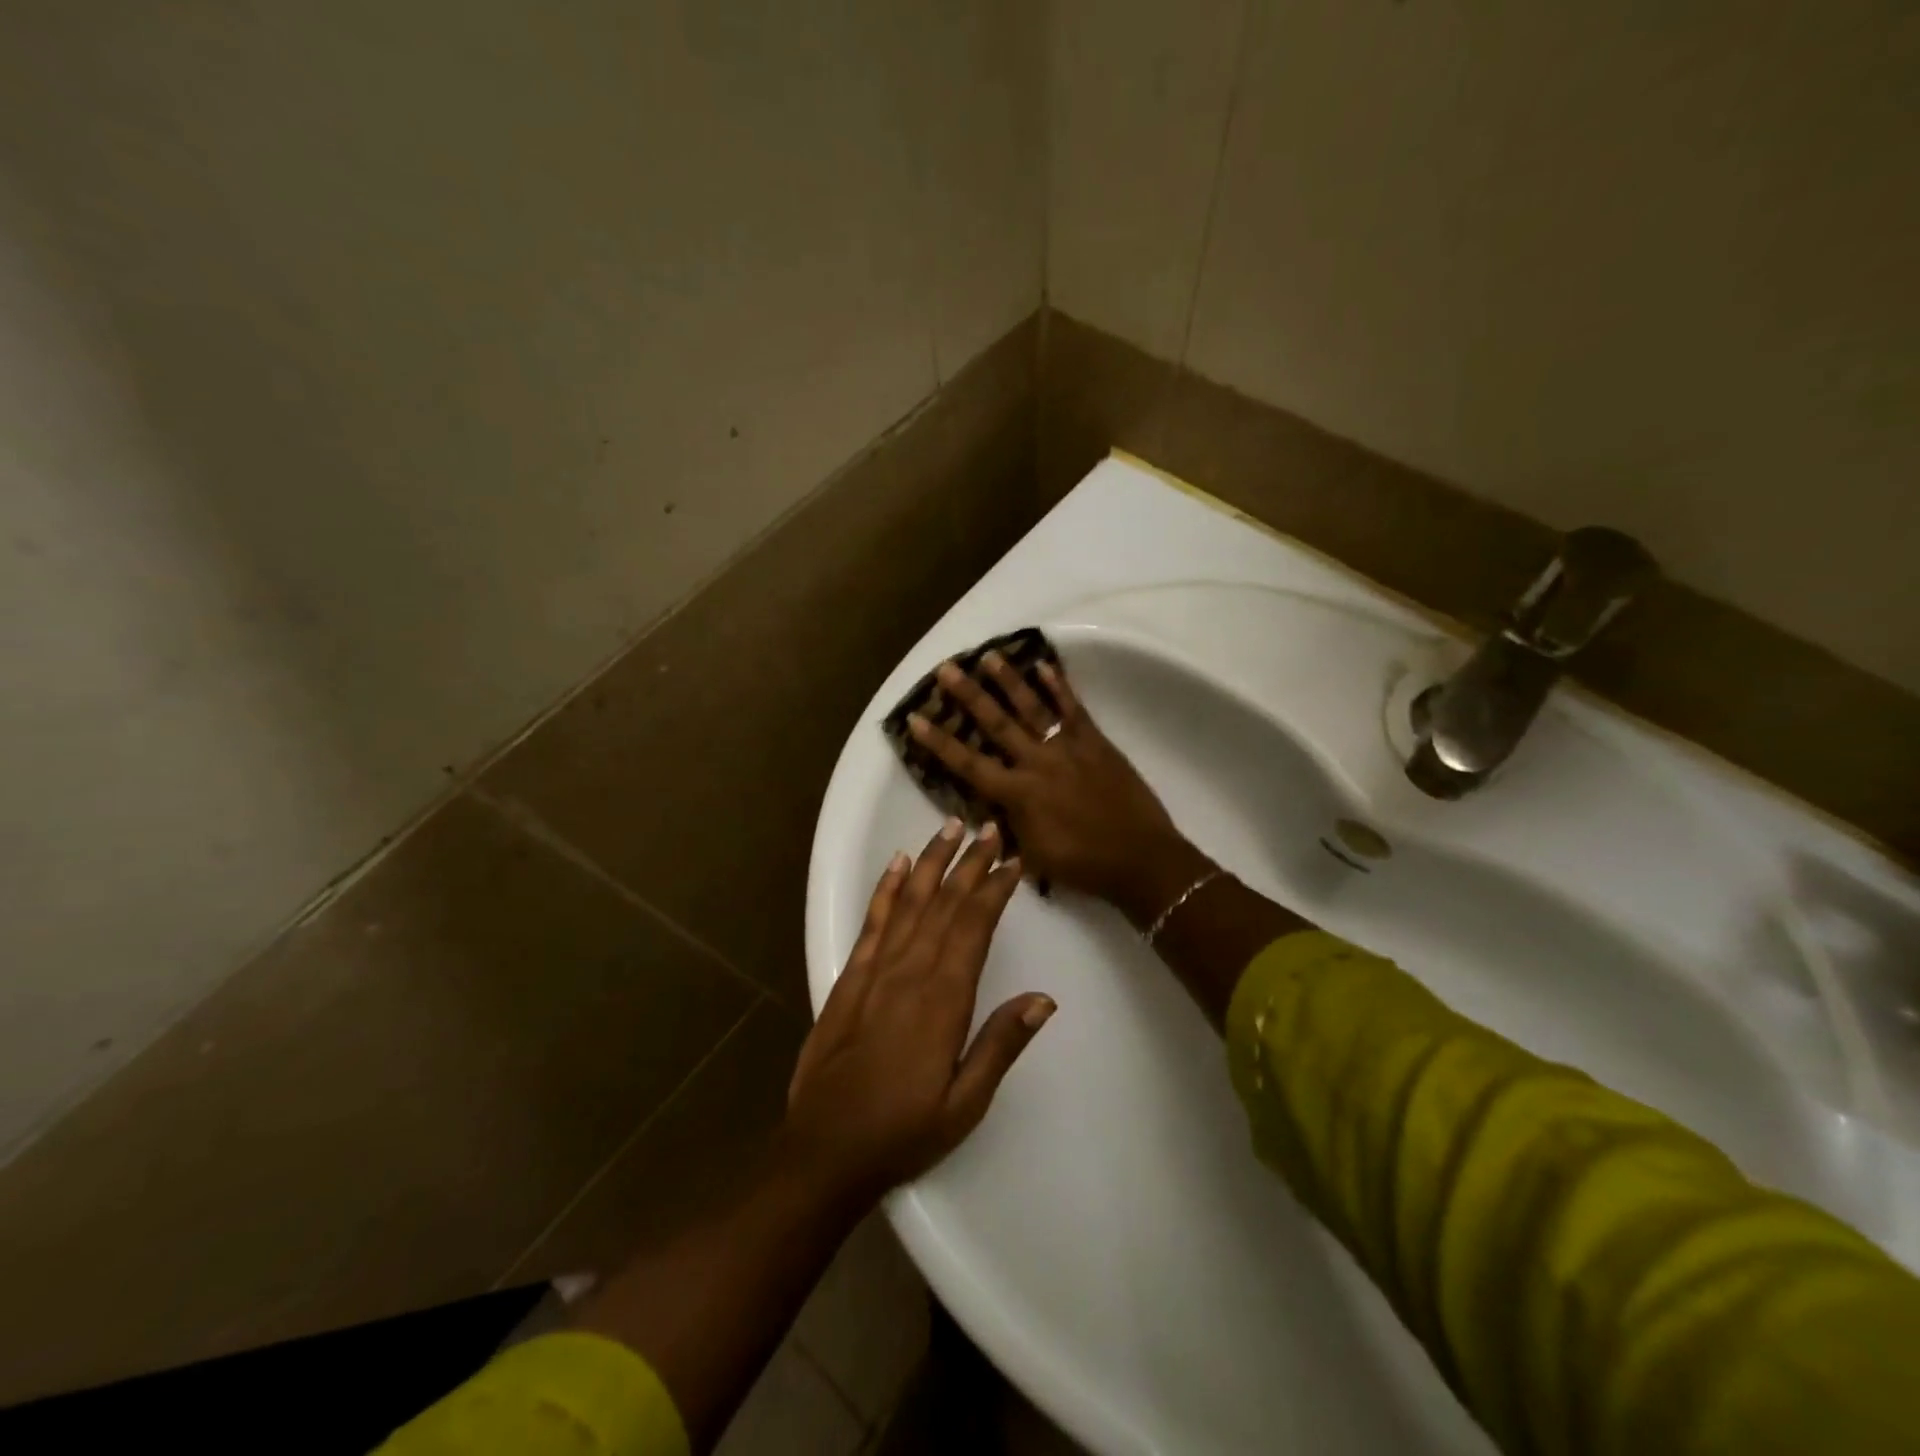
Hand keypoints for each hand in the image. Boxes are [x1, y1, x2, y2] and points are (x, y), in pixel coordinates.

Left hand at [784, 819, 1053, 1206]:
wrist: (825, 1150)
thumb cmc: (903, 1131)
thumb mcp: (965, 1102)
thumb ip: (1001, 1044)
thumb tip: (1043, 999)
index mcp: (943, 998)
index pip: (974, 926)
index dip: (994, 889)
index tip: (1013, 860)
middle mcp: (909, 971)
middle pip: (944, 903)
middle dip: (969, 862)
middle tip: (990, 828)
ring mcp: (875, 970)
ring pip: (909, 901)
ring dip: (931, 862)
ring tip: (949, 827)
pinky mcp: (850, 977)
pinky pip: (872, 921)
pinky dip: (886, 888)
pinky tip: (897, 864)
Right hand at [907, 654, 1207, 923]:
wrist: (1140, 859)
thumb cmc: (1082, 865)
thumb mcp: (1032, 856)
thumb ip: (1006, 828)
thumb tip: (987, 810)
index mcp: (1018, 795)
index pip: (969, 764)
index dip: (940, 742)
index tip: (916, 719)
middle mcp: (1037, 763)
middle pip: (996, 724)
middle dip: (968, 695)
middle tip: (947, 669)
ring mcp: (1068, 748)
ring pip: (1032, 708)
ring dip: (1009, 680)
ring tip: (989, 656)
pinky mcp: (1096, 742)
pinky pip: (1074, 709)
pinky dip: (1060, 686)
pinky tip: (1045, 665)